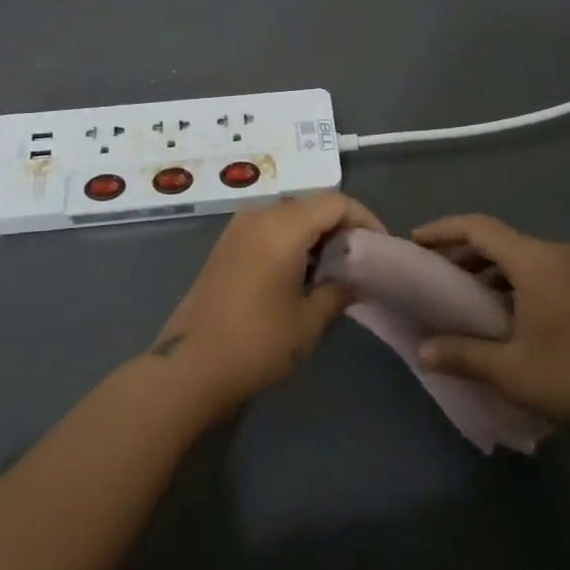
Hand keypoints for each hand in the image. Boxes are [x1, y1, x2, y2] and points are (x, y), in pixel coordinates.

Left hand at [149, 192, 380, 413]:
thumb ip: (338, 291)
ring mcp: (238, 228)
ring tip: (335, 270)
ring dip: (315, 235)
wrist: (188, 366)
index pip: (335, 202)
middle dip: (341, 227)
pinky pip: (269, 228)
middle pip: (312, 205)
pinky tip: (301, 275)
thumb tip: (356, 280)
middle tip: (361, 261)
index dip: (364, 219)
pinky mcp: (226, 245)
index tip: (381, 247)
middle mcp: (259, 216)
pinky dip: (292, 241)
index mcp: (282, 226)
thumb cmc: (256, 343)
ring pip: (290, 216)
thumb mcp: (308, 322)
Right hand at [412, 214, 569, 446]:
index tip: (416, 241)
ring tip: (468, 296)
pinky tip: (509, 313)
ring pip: (523, 256)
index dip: (443, 230)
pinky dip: (516, 280)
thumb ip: (463, 354)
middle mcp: (557, 254)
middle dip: (464, 252)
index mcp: (535, 261)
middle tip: (437, 274)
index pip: (478, 228)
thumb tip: (423, 350)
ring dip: (491, 268)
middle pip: (500, 240)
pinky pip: (544, 270)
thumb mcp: (512, 371)